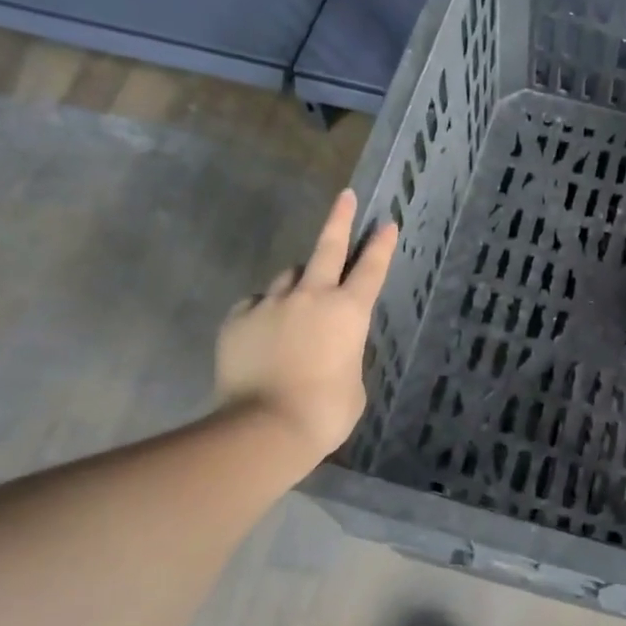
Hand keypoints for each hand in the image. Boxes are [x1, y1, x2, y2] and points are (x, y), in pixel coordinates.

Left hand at [214, 189, 396, 461]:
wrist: (265, 428)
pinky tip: (264, 331)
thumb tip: (328, 348)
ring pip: (288, 277)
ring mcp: (271, 304)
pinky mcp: (238, 319)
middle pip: (327, 247)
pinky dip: (264, 311)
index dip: (381, 245)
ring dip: (298, 282)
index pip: (371, 269)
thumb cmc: (324, 412)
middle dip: (339, 219)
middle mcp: (311, 297)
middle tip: (345, 197)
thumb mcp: (352, 383)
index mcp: (348, 313)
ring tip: (297, 303)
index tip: (387, 222)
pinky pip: (255, 304)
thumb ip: (344, 354)